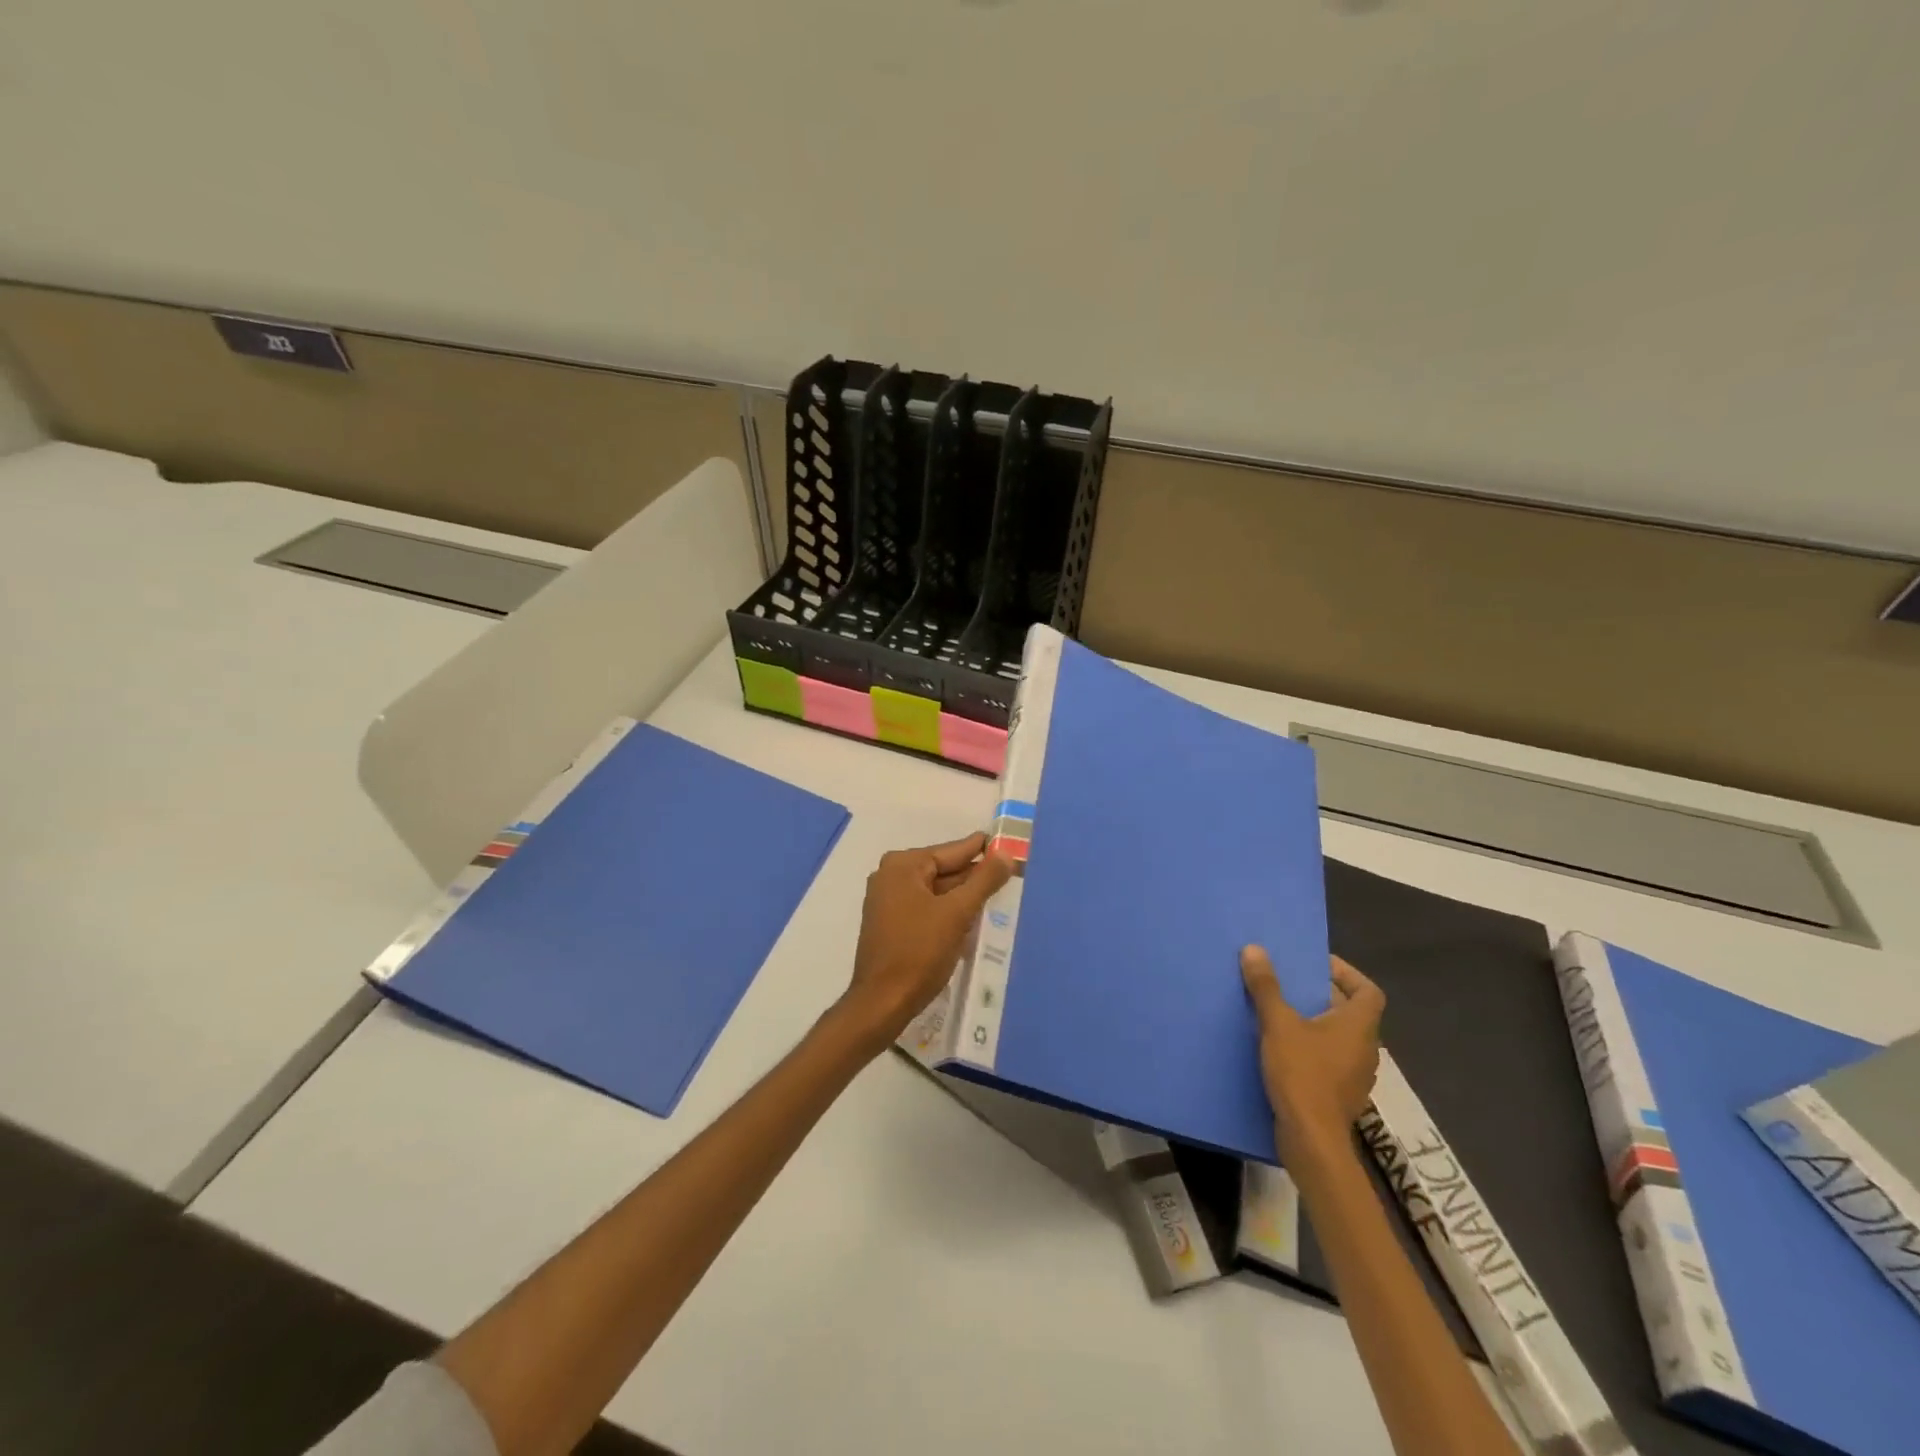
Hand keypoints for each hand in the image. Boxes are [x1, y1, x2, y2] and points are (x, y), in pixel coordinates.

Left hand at [839, 833, 1012, 1047]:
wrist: (883, 1002)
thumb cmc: (919, 952)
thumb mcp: (957, 913)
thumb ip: (983, 880)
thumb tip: (1005, 854)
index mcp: (903, 866)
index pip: (951, 851)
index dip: (982, 850)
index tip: (1007, 844)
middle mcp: (890, 876)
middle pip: (942, 870)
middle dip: (974, 875)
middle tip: (1009, 872)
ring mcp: (887, 900)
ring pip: (935, 890)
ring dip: (962, 895)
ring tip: (997, 892)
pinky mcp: (890, 923)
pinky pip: (926, 907)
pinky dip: (947, 910)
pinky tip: (971, 916)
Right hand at [1241, 948, 1385, 1161]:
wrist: (1312, 1140)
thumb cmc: (1302, 1074)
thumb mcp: (1278, 1025)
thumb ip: (1266, 987)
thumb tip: (1254, 949)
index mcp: (1359, 1027)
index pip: (1368, 991)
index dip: (1347, 974)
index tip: (1316, 965)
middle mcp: (1365, 1049)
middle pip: (1351, 1013)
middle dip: (1321, 996)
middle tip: (1288, 984)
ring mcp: (1355, 1075)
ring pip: (1339, 1038)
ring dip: (1315, 1023)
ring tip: (1281, 1014)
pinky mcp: (1340, 1095)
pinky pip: (1329, 1060)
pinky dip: (1311, 1049)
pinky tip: (1283, 1051)